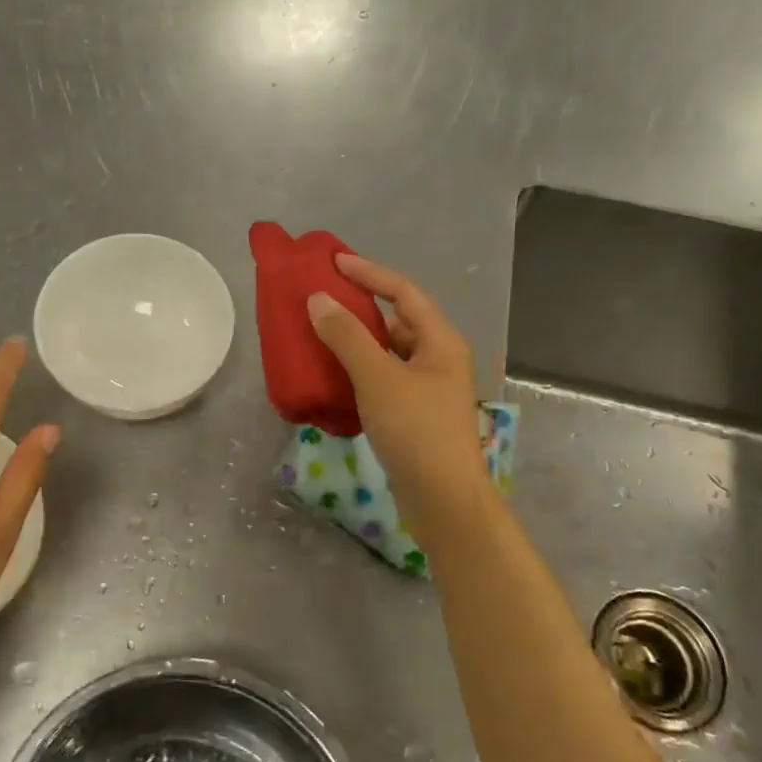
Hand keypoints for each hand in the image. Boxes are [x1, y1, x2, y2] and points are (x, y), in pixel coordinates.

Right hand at [307, 254, 491, 541]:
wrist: (442, 499)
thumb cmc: (416, 431)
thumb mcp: (378, 378)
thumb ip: (347, 337)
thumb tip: (318, 300)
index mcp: (440, 342)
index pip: (404, 292)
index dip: (370, 273)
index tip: (334, 262)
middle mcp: (438, 359)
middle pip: (396, 322)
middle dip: (360, 309)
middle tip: (321, 300)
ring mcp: (427, 389)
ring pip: (387, 354)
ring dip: (356, 343)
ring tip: (319, 335)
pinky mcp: (413, 415)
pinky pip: (381, 380)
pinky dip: (357, 372)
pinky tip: (332, 377)